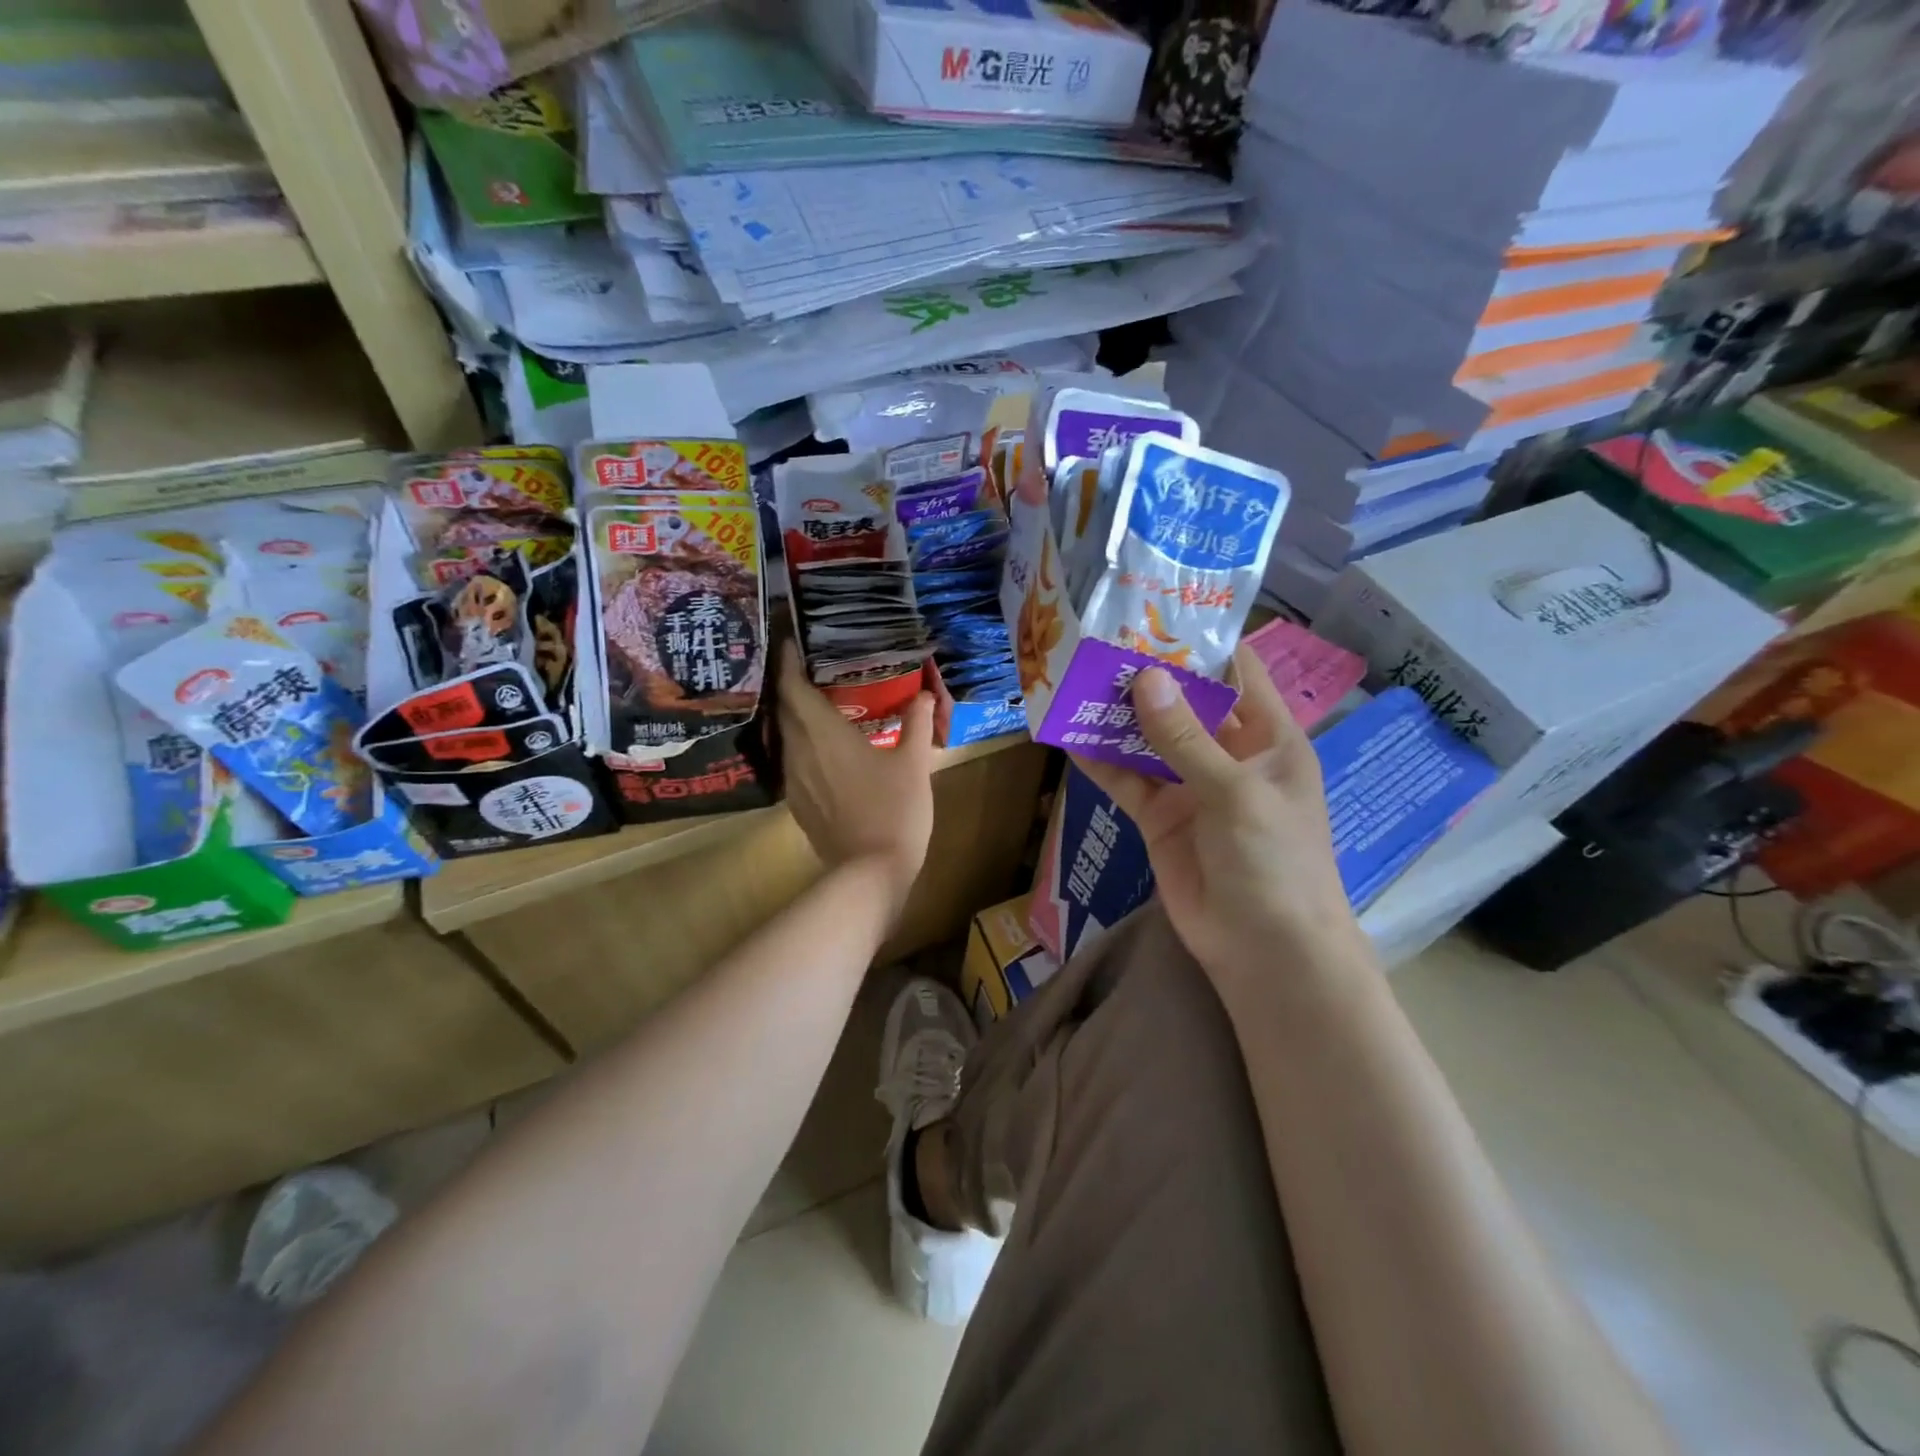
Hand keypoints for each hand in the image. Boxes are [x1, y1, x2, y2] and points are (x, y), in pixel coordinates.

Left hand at [777, 642, 935, 913]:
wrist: (870, 872)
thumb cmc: (894, 810)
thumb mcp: (913, 764)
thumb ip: (917, 723)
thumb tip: (924, 693)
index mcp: (823, 733)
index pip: (792, 686)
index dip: (788, 661)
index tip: (793, 641)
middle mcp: (799, 750)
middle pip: (783, 709)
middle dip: (791, 685)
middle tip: (812, 668)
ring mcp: (793, 779)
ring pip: (785, 736)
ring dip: (794, 715)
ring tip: (817, 702)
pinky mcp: (797, 803)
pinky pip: (791, 760)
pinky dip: (800, 744)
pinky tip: (820, 748)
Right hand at [1074, 644, 1364, 986]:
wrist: (1264, 952)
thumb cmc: (1273, 861)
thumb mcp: (1234, 792)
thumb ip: (1186, 739)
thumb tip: (1146, 678)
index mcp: (1268, 738)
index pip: (1238, 674)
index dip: (1202, 643)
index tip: (1156, 611)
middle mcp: (1229, 754)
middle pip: (1185, 703)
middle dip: (1147, 676)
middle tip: (1100, 642)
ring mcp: (1191, 787)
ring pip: (1149, 740)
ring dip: (1116, 716)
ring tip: (1075, 681)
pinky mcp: (1160, 817)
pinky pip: (1127, 780)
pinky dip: (1100, 761)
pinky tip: (1068, 738)